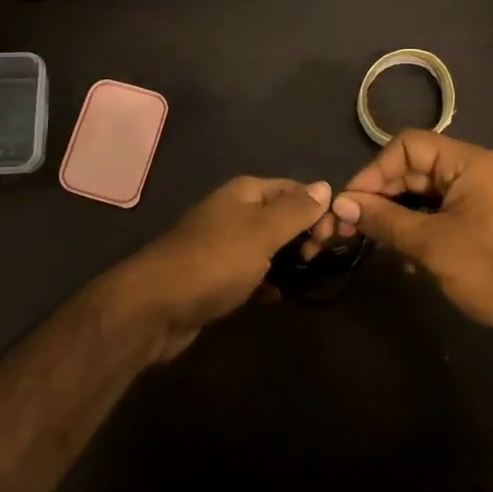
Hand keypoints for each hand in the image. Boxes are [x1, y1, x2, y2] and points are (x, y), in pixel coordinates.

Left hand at [112, 176, 332, 360]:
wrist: (157, 306)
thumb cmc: (215, 261)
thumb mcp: (262, 232)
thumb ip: (296, 210)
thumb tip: (325, 185)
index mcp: (245, 192)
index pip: (294, 189)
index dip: (318, 208)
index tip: (336, 237)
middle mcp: (234, 212)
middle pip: (282, 216)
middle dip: (305, 235)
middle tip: (318, 259)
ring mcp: (223, 244)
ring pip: (268, 246)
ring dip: (288, 260)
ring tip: (303, 279)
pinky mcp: (217, 275)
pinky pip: (252, 272)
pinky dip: (267, 281)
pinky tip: (275, 297)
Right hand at [316, 130, 492, 347]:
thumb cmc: (491, 271)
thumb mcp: (431, 244)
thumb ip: (384, 219)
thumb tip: (340, 203)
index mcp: (468, 162)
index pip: (407, 146)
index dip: (374, 171)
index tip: (350, 202)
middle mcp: (472, 170)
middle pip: (412, 168)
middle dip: (380, 194)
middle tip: (348, 224)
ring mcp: (475, 196)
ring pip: (420, 192)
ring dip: (393, 213)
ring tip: (368, 237)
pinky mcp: (476, 220)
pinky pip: (434, 212)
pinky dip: (413, 226)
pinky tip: (397, 251)